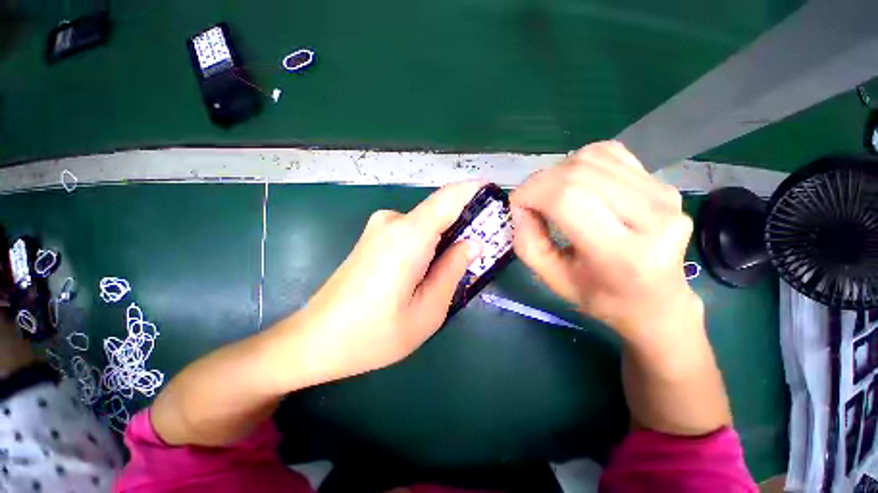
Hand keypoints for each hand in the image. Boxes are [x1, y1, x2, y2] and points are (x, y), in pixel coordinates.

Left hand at [295, 182, 482, 380]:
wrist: (315, 340)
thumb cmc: (373, 335)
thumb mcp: (427, 311)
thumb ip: (453, 270)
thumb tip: (473, 242)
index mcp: (408, 236)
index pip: (450, 197)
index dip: (476, 191)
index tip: (498, 197)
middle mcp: (393, 221)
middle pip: (440, 211)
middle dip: (466, 224)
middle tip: (485, 249)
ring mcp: (379, 227)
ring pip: (427, 224)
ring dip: (447, 238)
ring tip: (457, 269)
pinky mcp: (374, 238)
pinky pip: (412, 232)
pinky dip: (430, 243)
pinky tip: (430, 270)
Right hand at [510, 141, 700, 348]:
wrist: (655, 300)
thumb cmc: (600, 296)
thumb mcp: (552, 279)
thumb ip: (527, 243)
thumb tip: (520, 207)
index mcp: (621, 254)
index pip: (567, 200)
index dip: (531, 193)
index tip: (517, 206)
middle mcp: (651, 218)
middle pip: (578, 174)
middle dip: (539, 182)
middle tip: (529, 201)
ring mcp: (662, 195)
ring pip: (591, 158)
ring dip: (557, 172)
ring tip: (552, 195)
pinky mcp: (662, 183)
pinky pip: (609, 154)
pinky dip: (580, 163)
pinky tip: (576, 185)